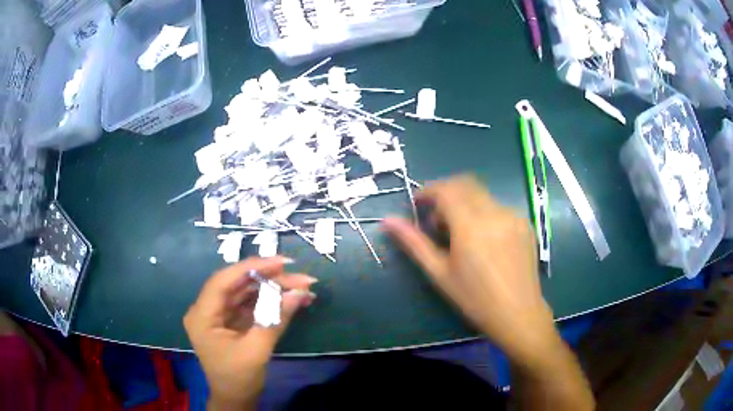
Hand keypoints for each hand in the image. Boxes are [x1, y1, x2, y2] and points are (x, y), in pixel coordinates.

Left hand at [183, 257, 315, 409]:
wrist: (236, 399)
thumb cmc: (238, 378)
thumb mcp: (257, 350)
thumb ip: (276, 319)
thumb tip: (301, 293)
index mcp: (203, 315)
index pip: (224, 281)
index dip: (251, 267)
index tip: (280, 262)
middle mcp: (208, 310)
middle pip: (238, 285)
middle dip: (270, 280)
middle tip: (301, 278)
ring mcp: (220, 315)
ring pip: (247, 293)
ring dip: (274, 289)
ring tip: (303, 287)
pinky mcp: (232, 322)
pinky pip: (251, 305)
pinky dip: (271, 302)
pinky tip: (292, 299)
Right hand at [383, 175, 556, 362]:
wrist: (518, 313)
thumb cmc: (474, 298)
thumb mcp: (439, 273)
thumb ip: (414, 243)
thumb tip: (388, 221)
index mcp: (471, 225)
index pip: (446, 189)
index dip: (428, 191)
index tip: (418, 204)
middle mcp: (494, 212)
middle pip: (465, 184)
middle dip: (445, 193)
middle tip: (437, 220)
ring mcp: (513, 216)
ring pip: (482, 194)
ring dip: (464, 203)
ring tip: (460, 233)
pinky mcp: (524, 223)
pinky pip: (498, 207)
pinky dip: (483, 212)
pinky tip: (483, 239)